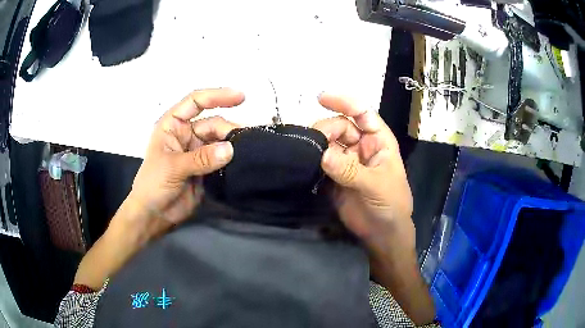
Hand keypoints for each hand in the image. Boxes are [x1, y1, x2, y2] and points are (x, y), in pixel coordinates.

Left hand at [121, 88, 243, 242]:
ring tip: (248, 149)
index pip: (195, 102)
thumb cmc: (152, 185)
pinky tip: (244, 160)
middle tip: (245, 140)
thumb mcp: (172, 167)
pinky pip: (223, 158)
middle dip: (228, 129)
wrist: (154, 215)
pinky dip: (233, 159)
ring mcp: (197, 151)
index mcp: (173, 125)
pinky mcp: (206, 168)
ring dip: (233, 144)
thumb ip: (201, 158)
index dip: (217, 96)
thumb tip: (230, 149)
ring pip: (220, 141)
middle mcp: (186, 134)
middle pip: (213, 123)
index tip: (240, 97)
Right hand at [313, 93, 413, 249]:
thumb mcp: (377, 185)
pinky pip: (320, 162)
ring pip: (327, 143)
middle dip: (326, 130)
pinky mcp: (333, 177)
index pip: (362, 113)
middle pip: (339, 127)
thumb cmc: (391, 205)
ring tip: (306, 153)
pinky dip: (311, 161)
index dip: (344, 102)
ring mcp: (346, 161)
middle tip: (313, 142)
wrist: (382, 234)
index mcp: (378, 141)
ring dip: (316, 145)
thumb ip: (351, 170)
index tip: (321, 98)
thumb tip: (323, 154)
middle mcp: (361, 146)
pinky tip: (302, 162)